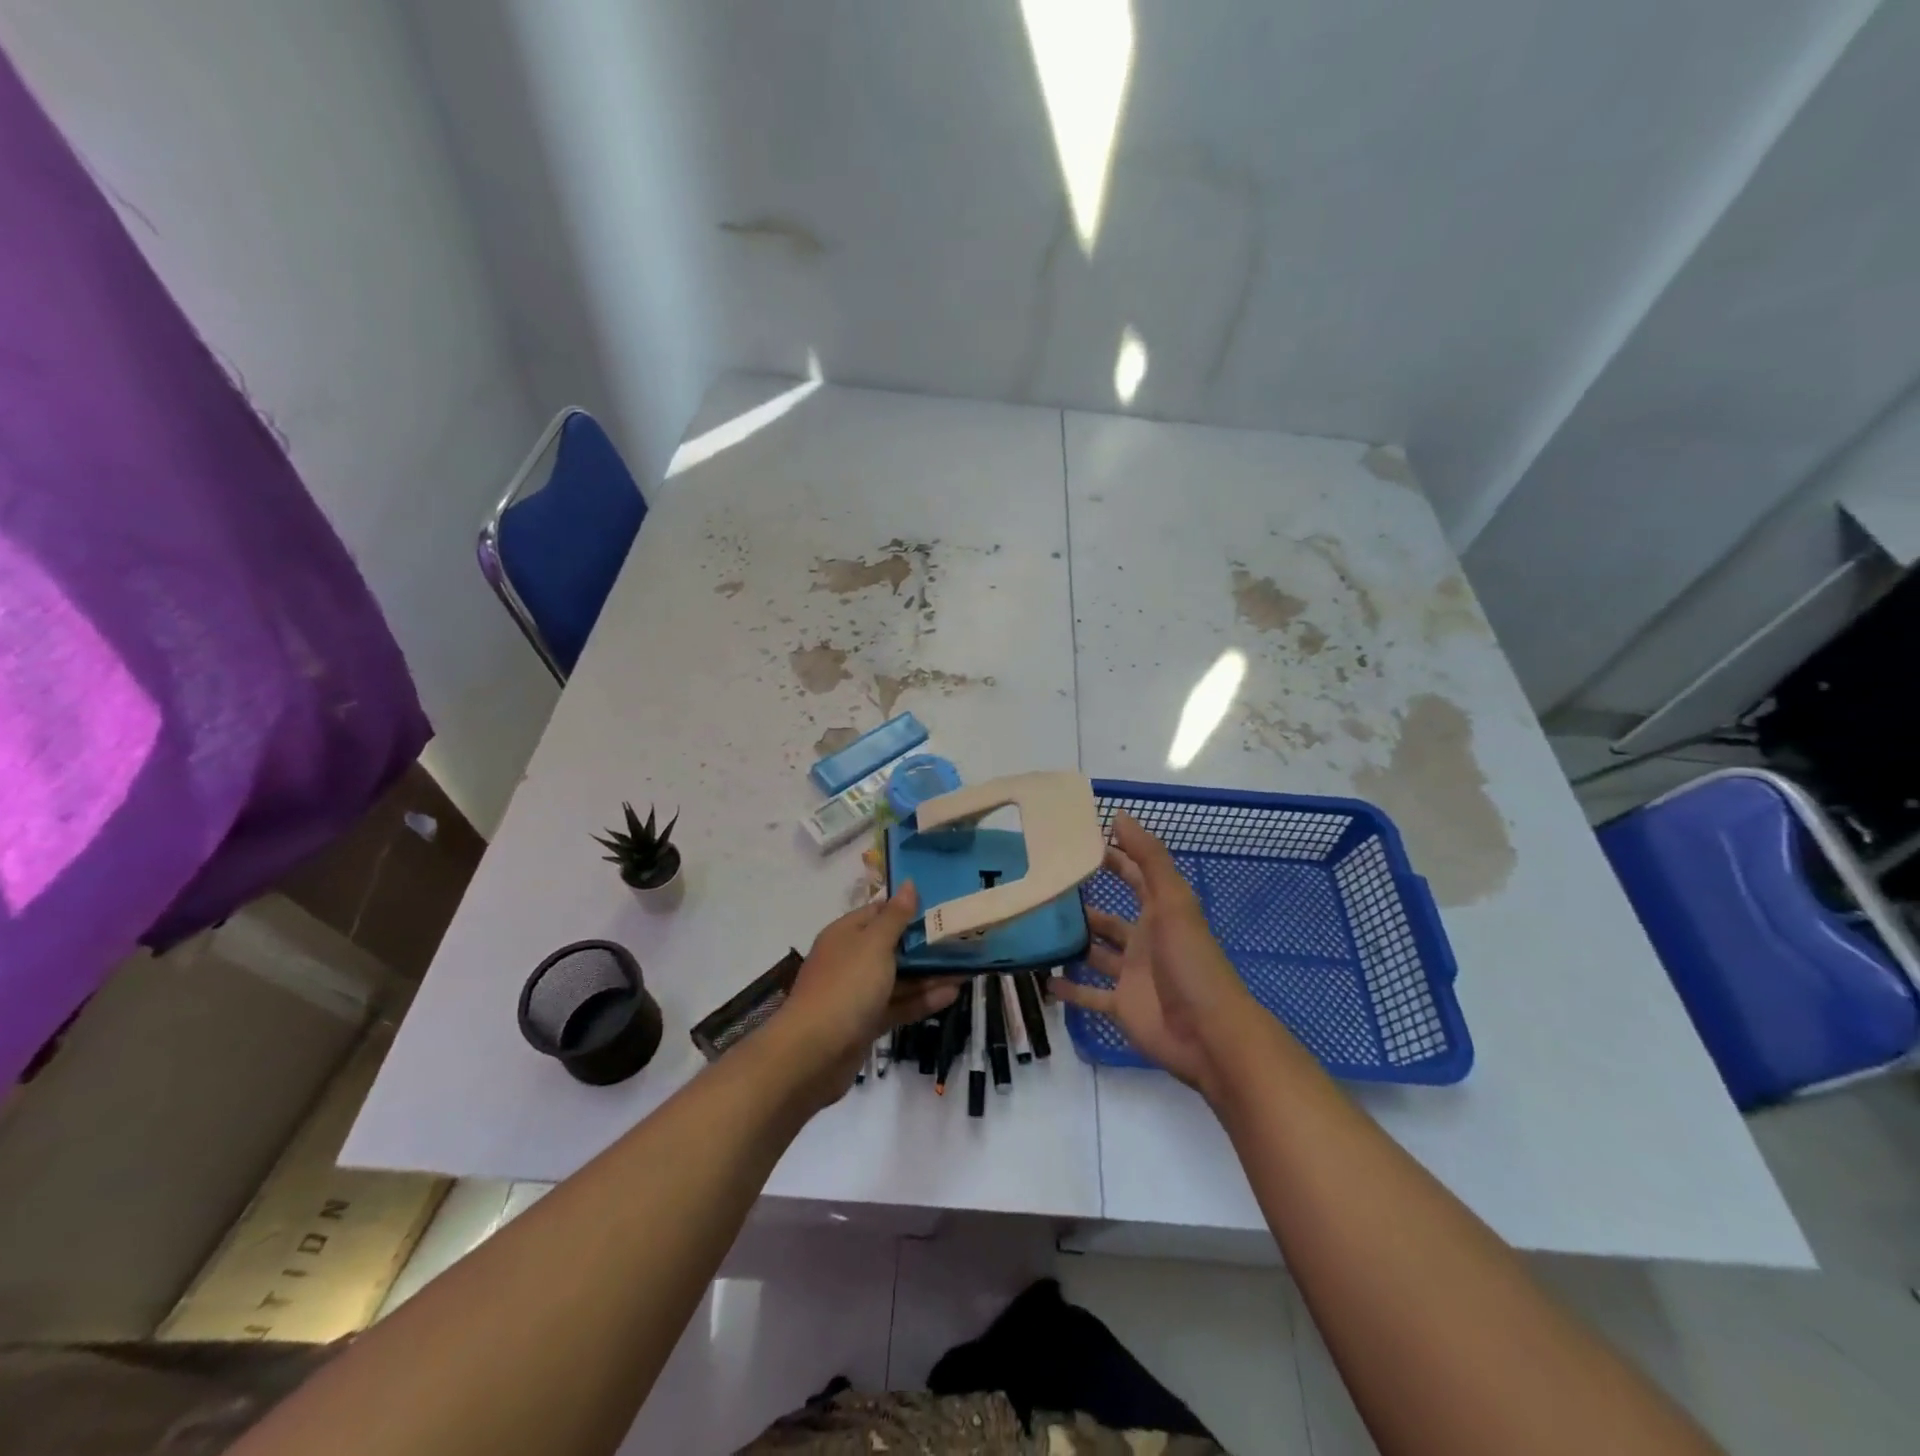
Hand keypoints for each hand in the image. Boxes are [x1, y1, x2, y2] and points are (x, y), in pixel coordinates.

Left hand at [773, 883, 960, 1106]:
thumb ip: (895, 917)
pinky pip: (899, 1004)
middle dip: (925, 943)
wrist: (813, 1054)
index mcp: (846, 934)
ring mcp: (858, 993)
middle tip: (963, 937)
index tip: (943, 904)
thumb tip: (909, 884)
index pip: (880, 911)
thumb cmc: (846, 987)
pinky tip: (953, 994)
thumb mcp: (874, 945)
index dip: (909, 907)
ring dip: (930, 973)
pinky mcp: (866, 1022)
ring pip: (899, 977)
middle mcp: (851, 959)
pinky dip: (923, 999)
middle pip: (892, 945)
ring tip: (967, 967)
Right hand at [1054, 812, 1255, 1094]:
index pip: (1133, 876)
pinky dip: (1068, 990)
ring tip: (1035, 931)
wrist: (1209, 1034)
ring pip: (1095, 954)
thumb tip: (1119, 815)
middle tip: (1044, 890)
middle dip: (1083, 904)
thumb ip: (1149, 858)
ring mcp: (1131, 975)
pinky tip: (1041, 980)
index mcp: (1159, 912)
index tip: (1075, 843)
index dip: (1112, 857)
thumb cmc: (1190, 961)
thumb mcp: (1173, 902)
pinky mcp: (1121, 1007)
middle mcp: (1143, 940)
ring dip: (1072, 944)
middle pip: (1109, 917)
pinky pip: (1089, 995)